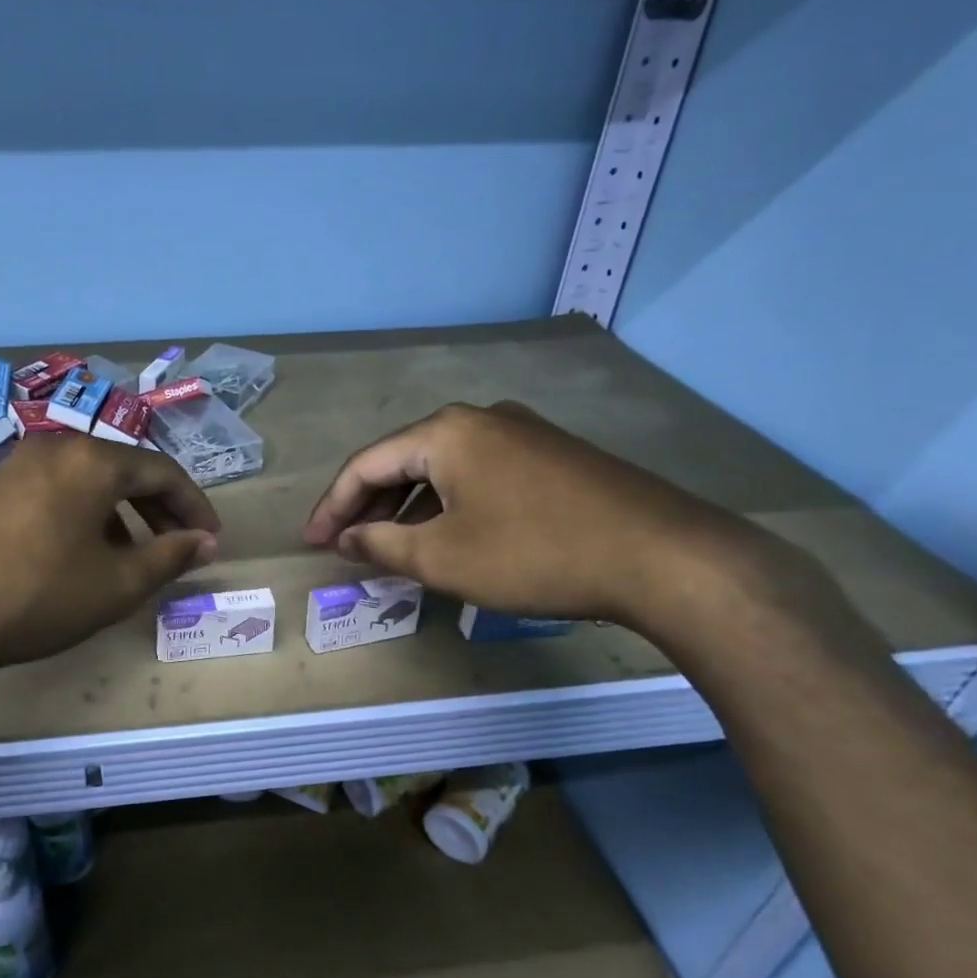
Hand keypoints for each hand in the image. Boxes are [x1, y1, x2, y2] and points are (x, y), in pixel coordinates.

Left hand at [0, 432, 220, 677]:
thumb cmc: (36, 595)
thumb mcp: (115, 584)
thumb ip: (169, 557)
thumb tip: (204, 542)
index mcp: (91, 459)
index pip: (162, 471)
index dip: (194, 506)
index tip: (210, 540)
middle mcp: (53, 448)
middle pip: (123, 471)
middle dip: (158, 510)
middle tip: (177, 549)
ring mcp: (13, 466)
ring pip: (85, 482)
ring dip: (118, 515)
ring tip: (129, 558)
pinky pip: (52, 493)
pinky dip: (80, 517)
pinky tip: (76, 556)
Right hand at [301, 401, 761, 627]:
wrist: (664, 557)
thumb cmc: (534, 553)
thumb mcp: (442, 558)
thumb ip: (380, 545)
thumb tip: (346, 539)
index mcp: (444, 432)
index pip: (366, 465)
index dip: (332, 507)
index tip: (312, 544)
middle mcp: (479, 419)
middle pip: (402, 461)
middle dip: (367, 506)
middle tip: (344, 546)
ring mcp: (521, 433)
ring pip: (441, 469)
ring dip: (407, 508)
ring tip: (387, 547)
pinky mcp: (551, 457)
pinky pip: (477, 476)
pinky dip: (447, 505)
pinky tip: (445, 536)